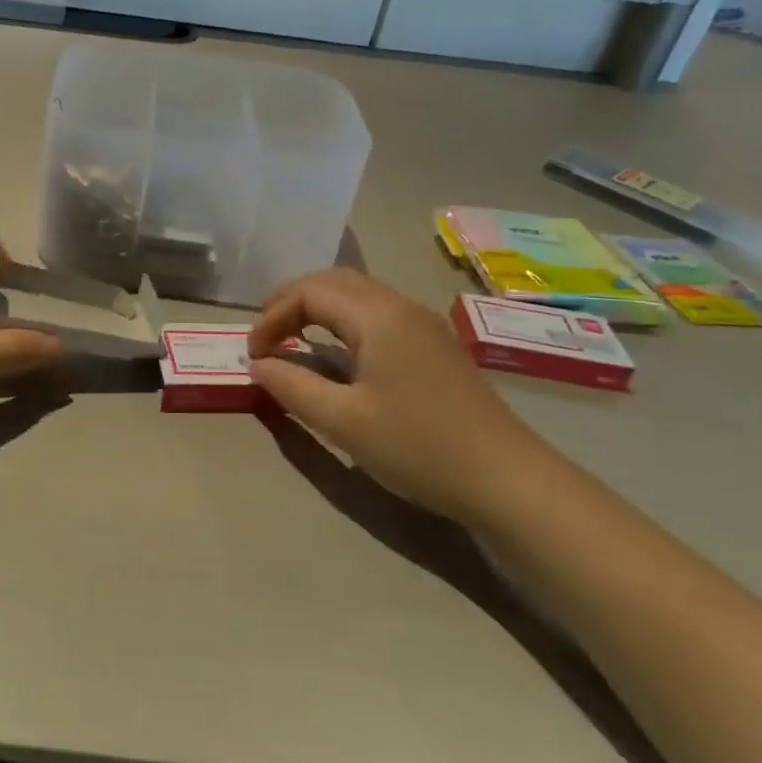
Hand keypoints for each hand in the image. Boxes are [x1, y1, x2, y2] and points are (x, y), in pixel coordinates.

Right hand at [248, 269, 553, 522]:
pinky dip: (344, 320)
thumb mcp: (343, 421)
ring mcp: (424, 324)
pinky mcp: (435, 346)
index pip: (310, 292)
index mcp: (378, 316)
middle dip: (292, 300)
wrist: (508, 481)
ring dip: (319, 308)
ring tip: (292, 337)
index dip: (272, 316)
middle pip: (335, 281)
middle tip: (265, 334)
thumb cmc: (419, 447)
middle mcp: (401, 307)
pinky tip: (338, 351)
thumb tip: (258, 365)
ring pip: (359, 294)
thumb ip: (292, 386)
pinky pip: (378, 313)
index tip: (253, 354)